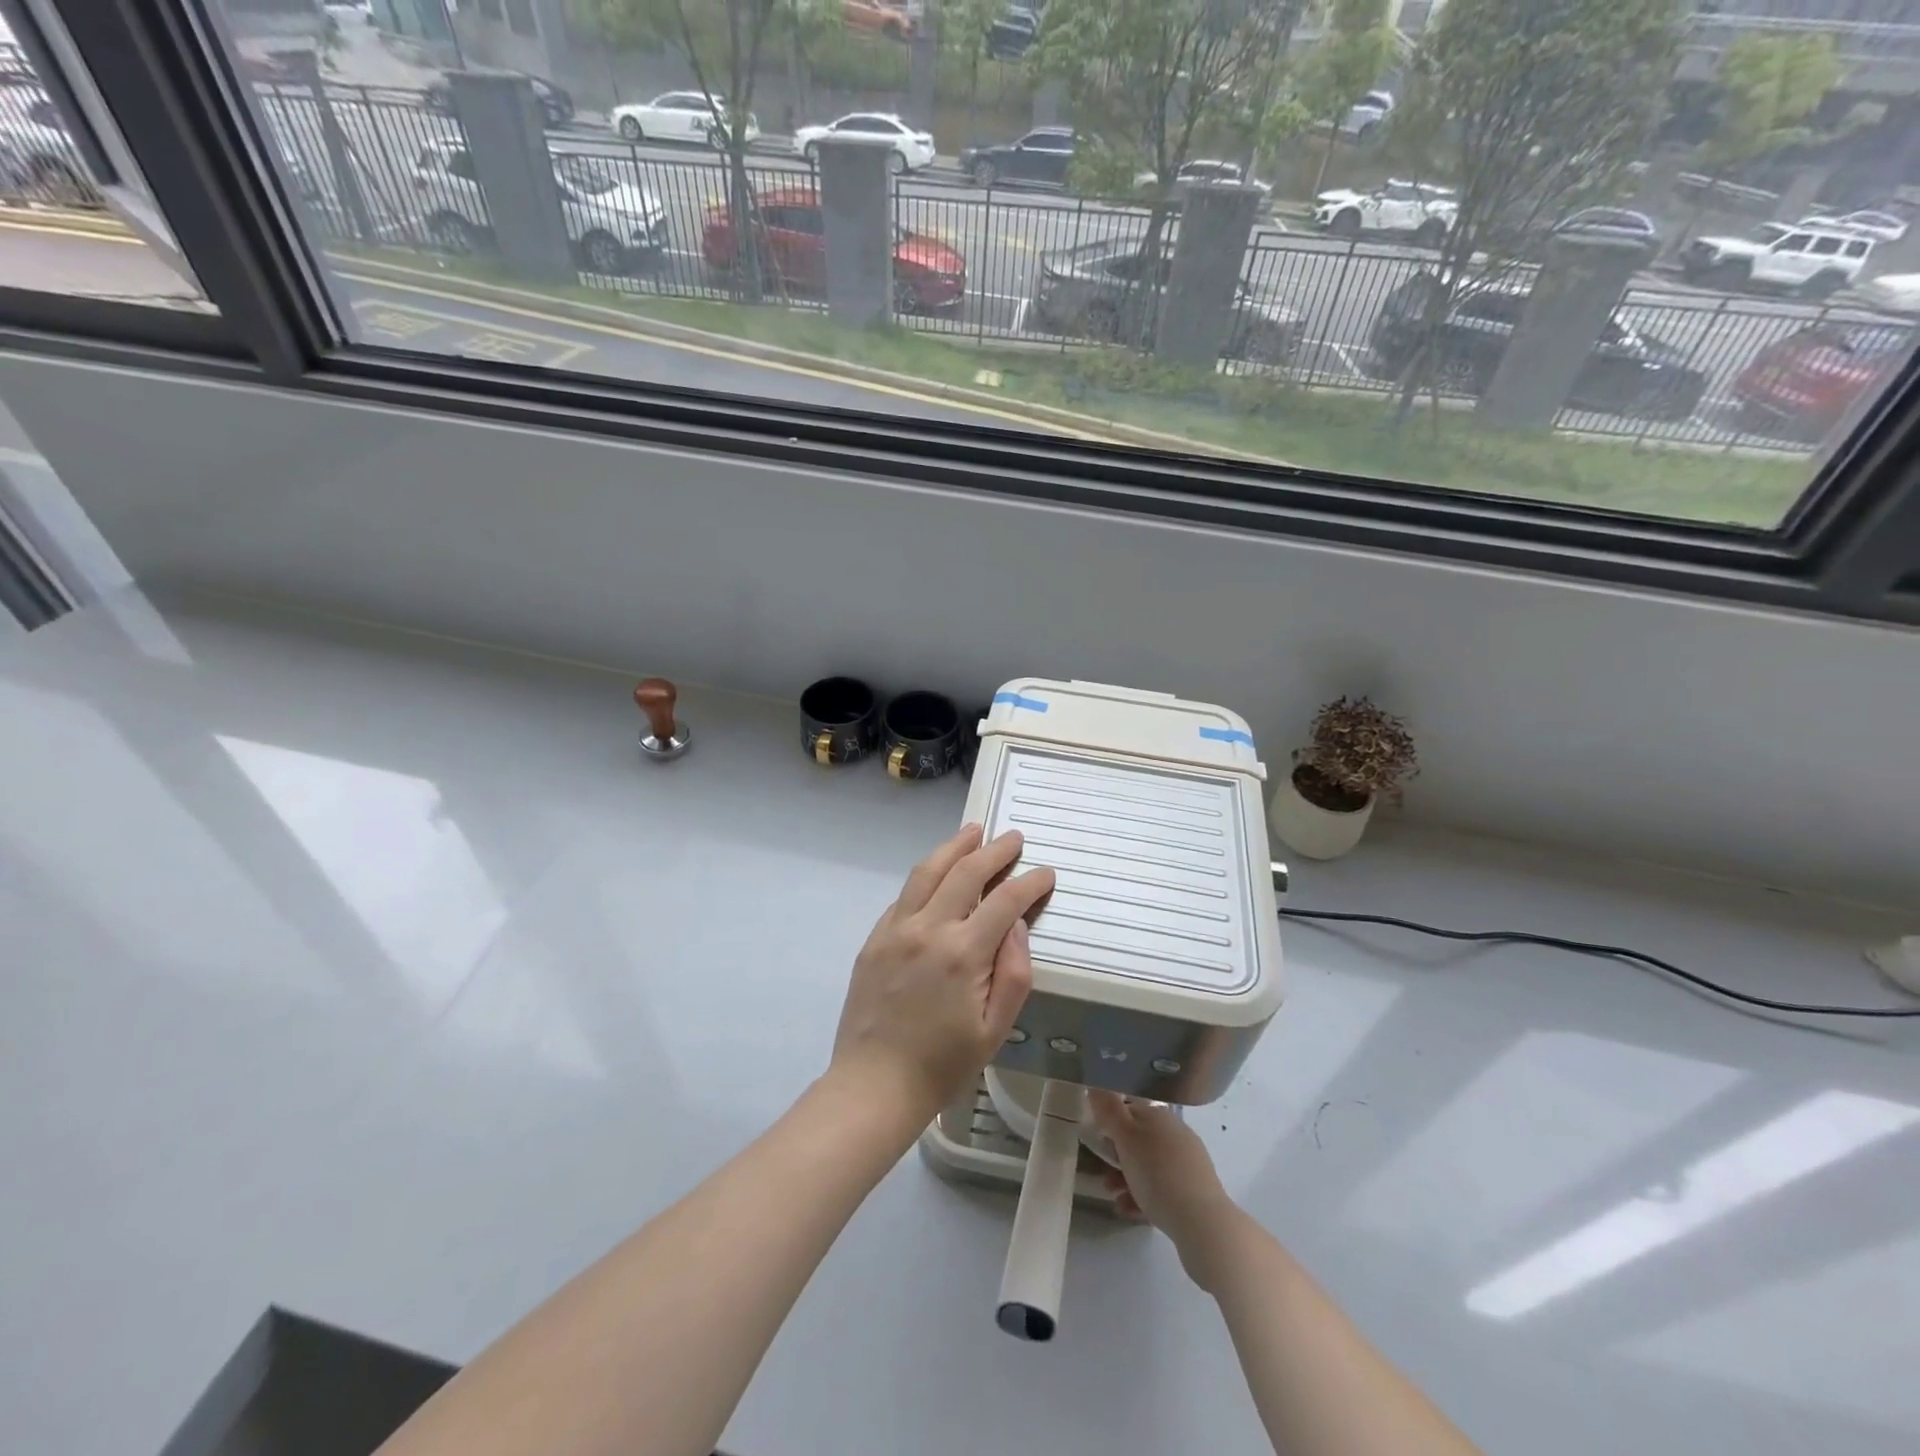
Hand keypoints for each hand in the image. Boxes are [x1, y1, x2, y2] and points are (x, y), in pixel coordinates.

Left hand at [831, 825, 1054, 1128]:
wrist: (873, 1084)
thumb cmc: (943, 1064)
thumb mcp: (995, 1029)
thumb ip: (1014, 972)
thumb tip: (1017, 924)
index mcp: (963, 953)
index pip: (1004, 901)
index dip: (1029, 883)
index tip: (1045, 873)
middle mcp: (928, 928)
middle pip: (965, 872)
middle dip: (994, 851)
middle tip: (1013, 838)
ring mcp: (895, 929)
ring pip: (927, 872)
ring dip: (953, 848)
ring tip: (972, 832)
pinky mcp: (874, 938)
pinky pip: (904, 895)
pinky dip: (925, 876)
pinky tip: (936, 874)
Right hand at [1089, 1091, 1243, 1293]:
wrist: (1203, 1224)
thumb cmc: (1158, 1174)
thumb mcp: (1126, 1138)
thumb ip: (1109, 1110)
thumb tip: (1096, 1085)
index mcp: (1160, 1116)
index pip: (1129, 1108)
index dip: (1110, 1122)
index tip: (1097, 1141)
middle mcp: (1176, 1134)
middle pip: (1139, 1140)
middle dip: (1117, 1156)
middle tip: (1103, 1173)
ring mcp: (1187, 1163)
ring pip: (1148, 1165)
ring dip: (1126, 1178)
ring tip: (1113, 1196)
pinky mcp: (1194, 1191)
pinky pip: (1161, 1188)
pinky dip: (1142, 1196)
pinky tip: (1130, 1211)